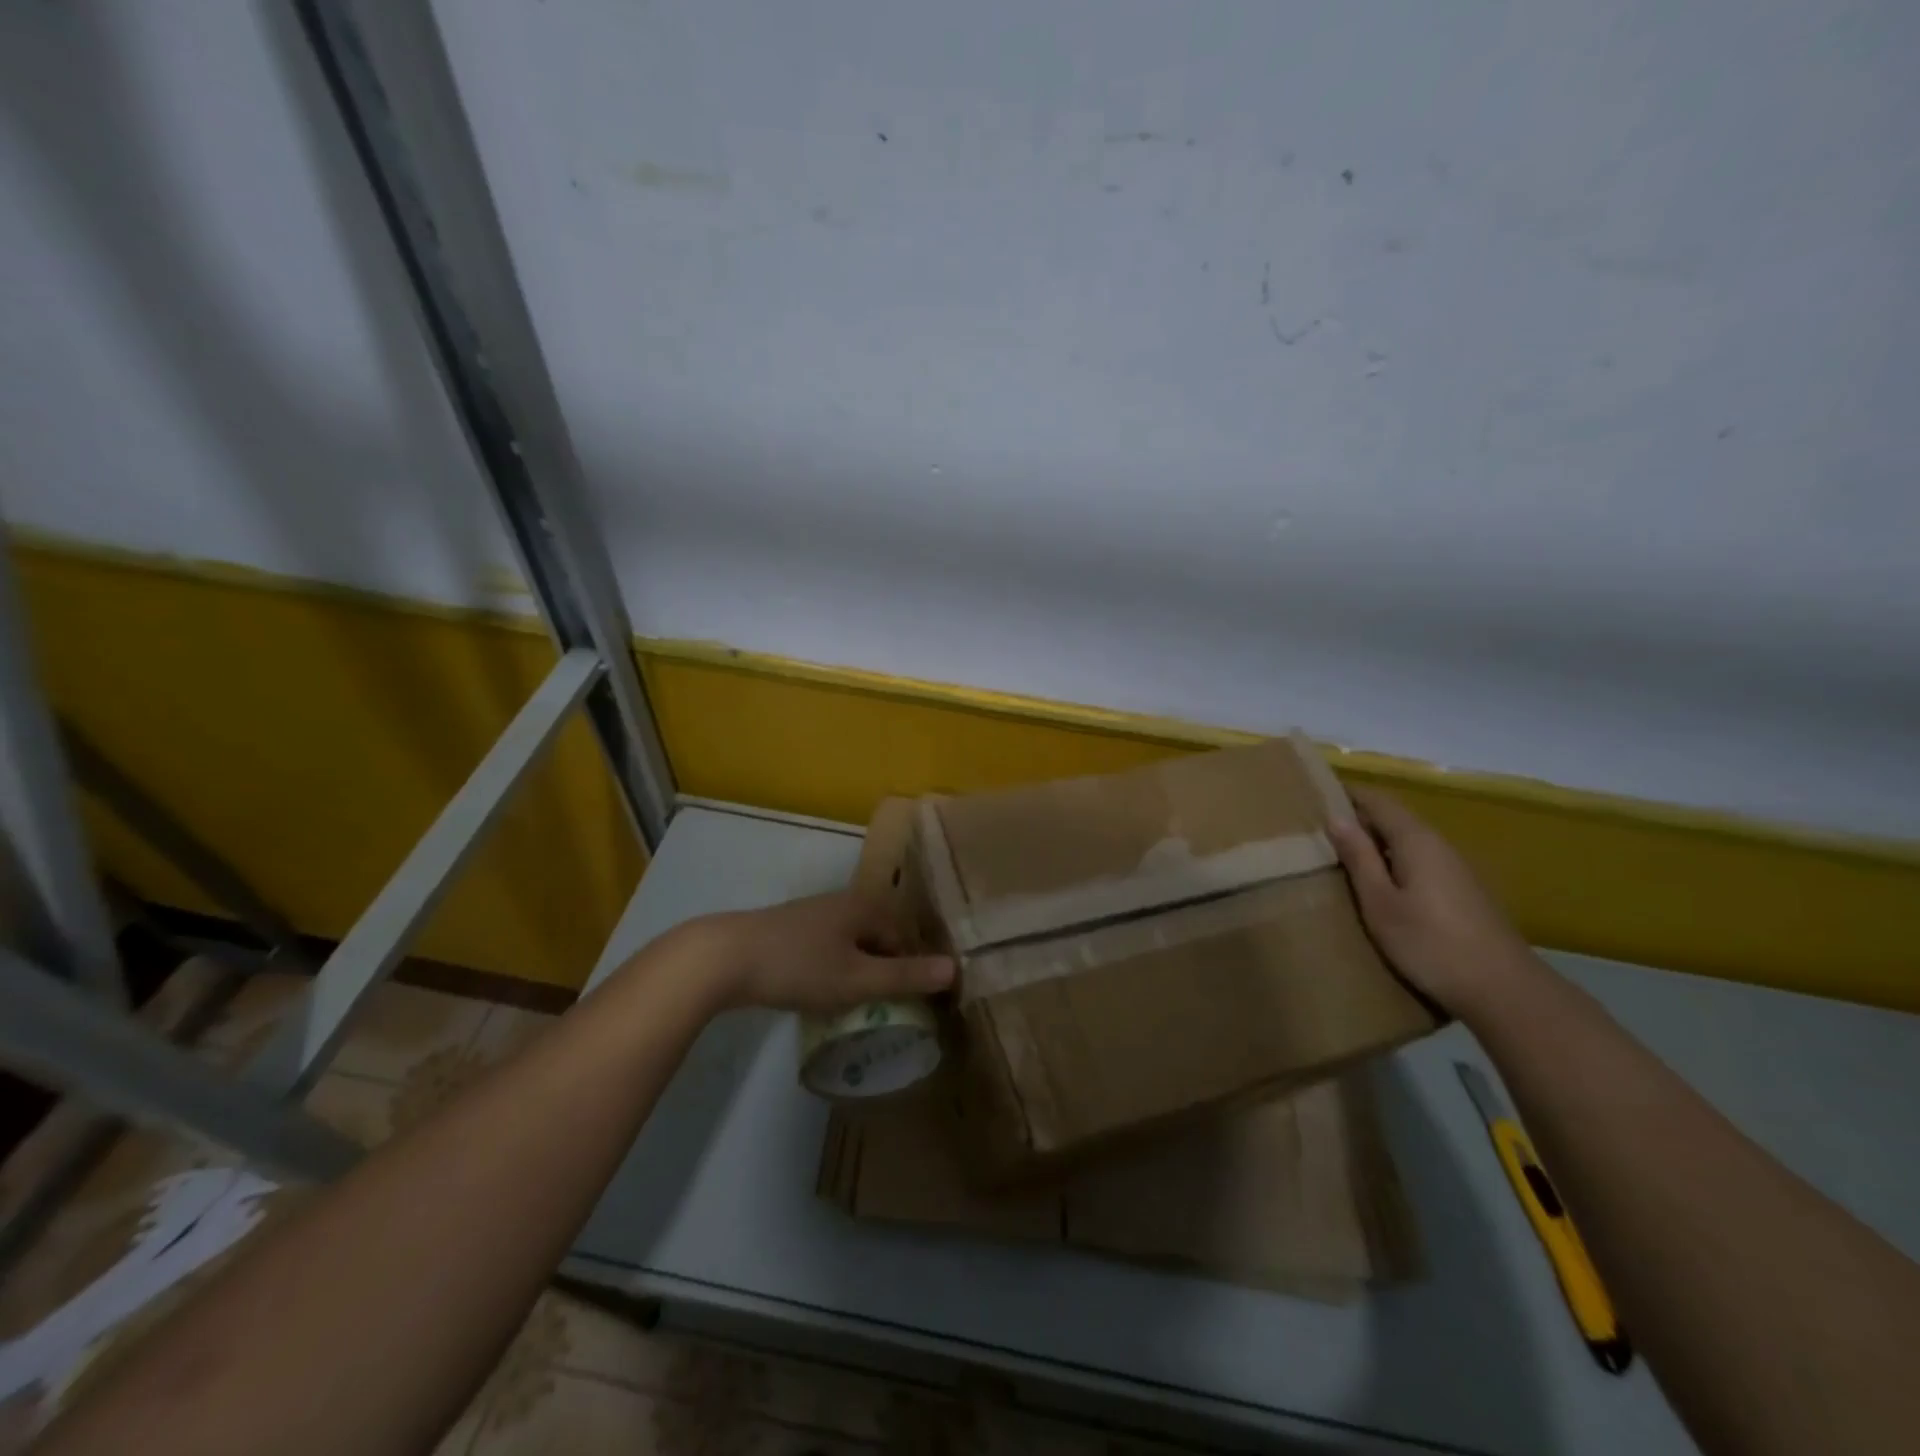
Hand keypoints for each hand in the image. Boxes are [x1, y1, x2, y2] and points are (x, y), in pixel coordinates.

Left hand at [692, 891, 953, 1012]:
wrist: (723, 958)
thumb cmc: (799, 966)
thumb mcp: (857, 979)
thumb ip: (905, 976)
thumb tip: (954, 969)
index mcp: (867, 906)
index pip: (907, 937)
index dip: (913, 970)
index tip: (914, 1005)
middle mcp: (845, 902)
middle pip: (881, 938)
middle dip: (887, 971)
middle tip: (887, 1010)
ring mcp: (816, 914)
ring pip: (854, 944)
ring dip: (861, 972)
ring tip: (858, 1007)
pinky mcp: (792, 929)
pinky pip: (830, 949)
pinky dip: (836, 970)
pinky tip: (824, 994)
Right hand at [1327, 785, 1536, 1014]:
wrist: (1505, 991)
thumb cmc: (1430, 943)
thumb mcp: (1380, 903)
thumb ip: (1359, 858)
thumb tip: (1336, 818)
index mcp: (1415, 840)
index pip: (1377, 801)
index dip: (1347, 795)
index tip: (1315, 798)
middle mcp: (1439, 845)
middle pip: (1394, 819)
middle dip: (1359, 819)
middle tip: (1319, 831)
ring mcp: (1456, 869)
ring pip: (1407, 842)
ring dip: (1376, 843)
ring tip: (1342, 858)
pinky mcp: (1464, 892)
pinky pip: (1420, 862)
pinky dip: (1394, 862)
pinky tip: (1380, 886)